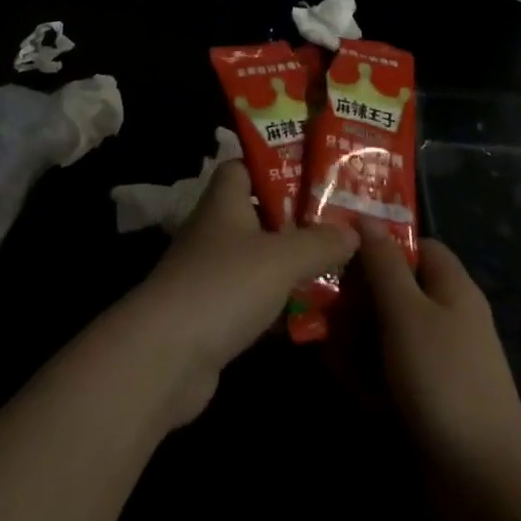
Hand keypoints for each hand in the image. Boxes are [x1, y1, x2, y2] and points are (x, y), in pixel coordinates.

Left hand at [122, 160, 355, 423]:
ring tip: (337, 266)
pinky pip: (253, 296)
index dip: (277, 165)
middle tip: (340, 223)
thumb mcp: (281, 258)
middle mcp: (215, 228)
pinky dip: (278, 303)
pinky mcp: (212, 312)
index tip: (315, 174)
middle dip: (296, 218)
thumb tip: (354, 231)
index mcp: (225, 199)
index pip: (246, 165)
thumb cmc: (224, 284)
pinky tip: (311, 313)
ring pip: (258, 257)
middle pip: (259, 212)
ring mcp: (211, 271)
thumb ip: (320, 242)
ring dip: (290, 263)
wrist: (167, 355)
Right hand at [355, 218, 520, 471]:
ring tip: (330, 351)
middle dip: (359, 297)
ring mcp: (439, 361)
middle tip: (323, 304)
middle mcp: (447, 317)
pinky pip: (392, 372)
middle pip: (396, 289)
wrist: (486, 484)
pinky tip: (350, 389)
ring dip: (358, 340)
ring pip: (388, 332)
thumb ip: (384, 263)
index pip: (416, 245)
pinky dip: (370, 377)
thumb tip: (367, 217)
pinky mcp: (429, 399)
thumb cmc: (444, 380)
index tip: (341, 247)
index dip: (381, 241)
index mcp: (451, 287)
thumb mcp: (407, 312)